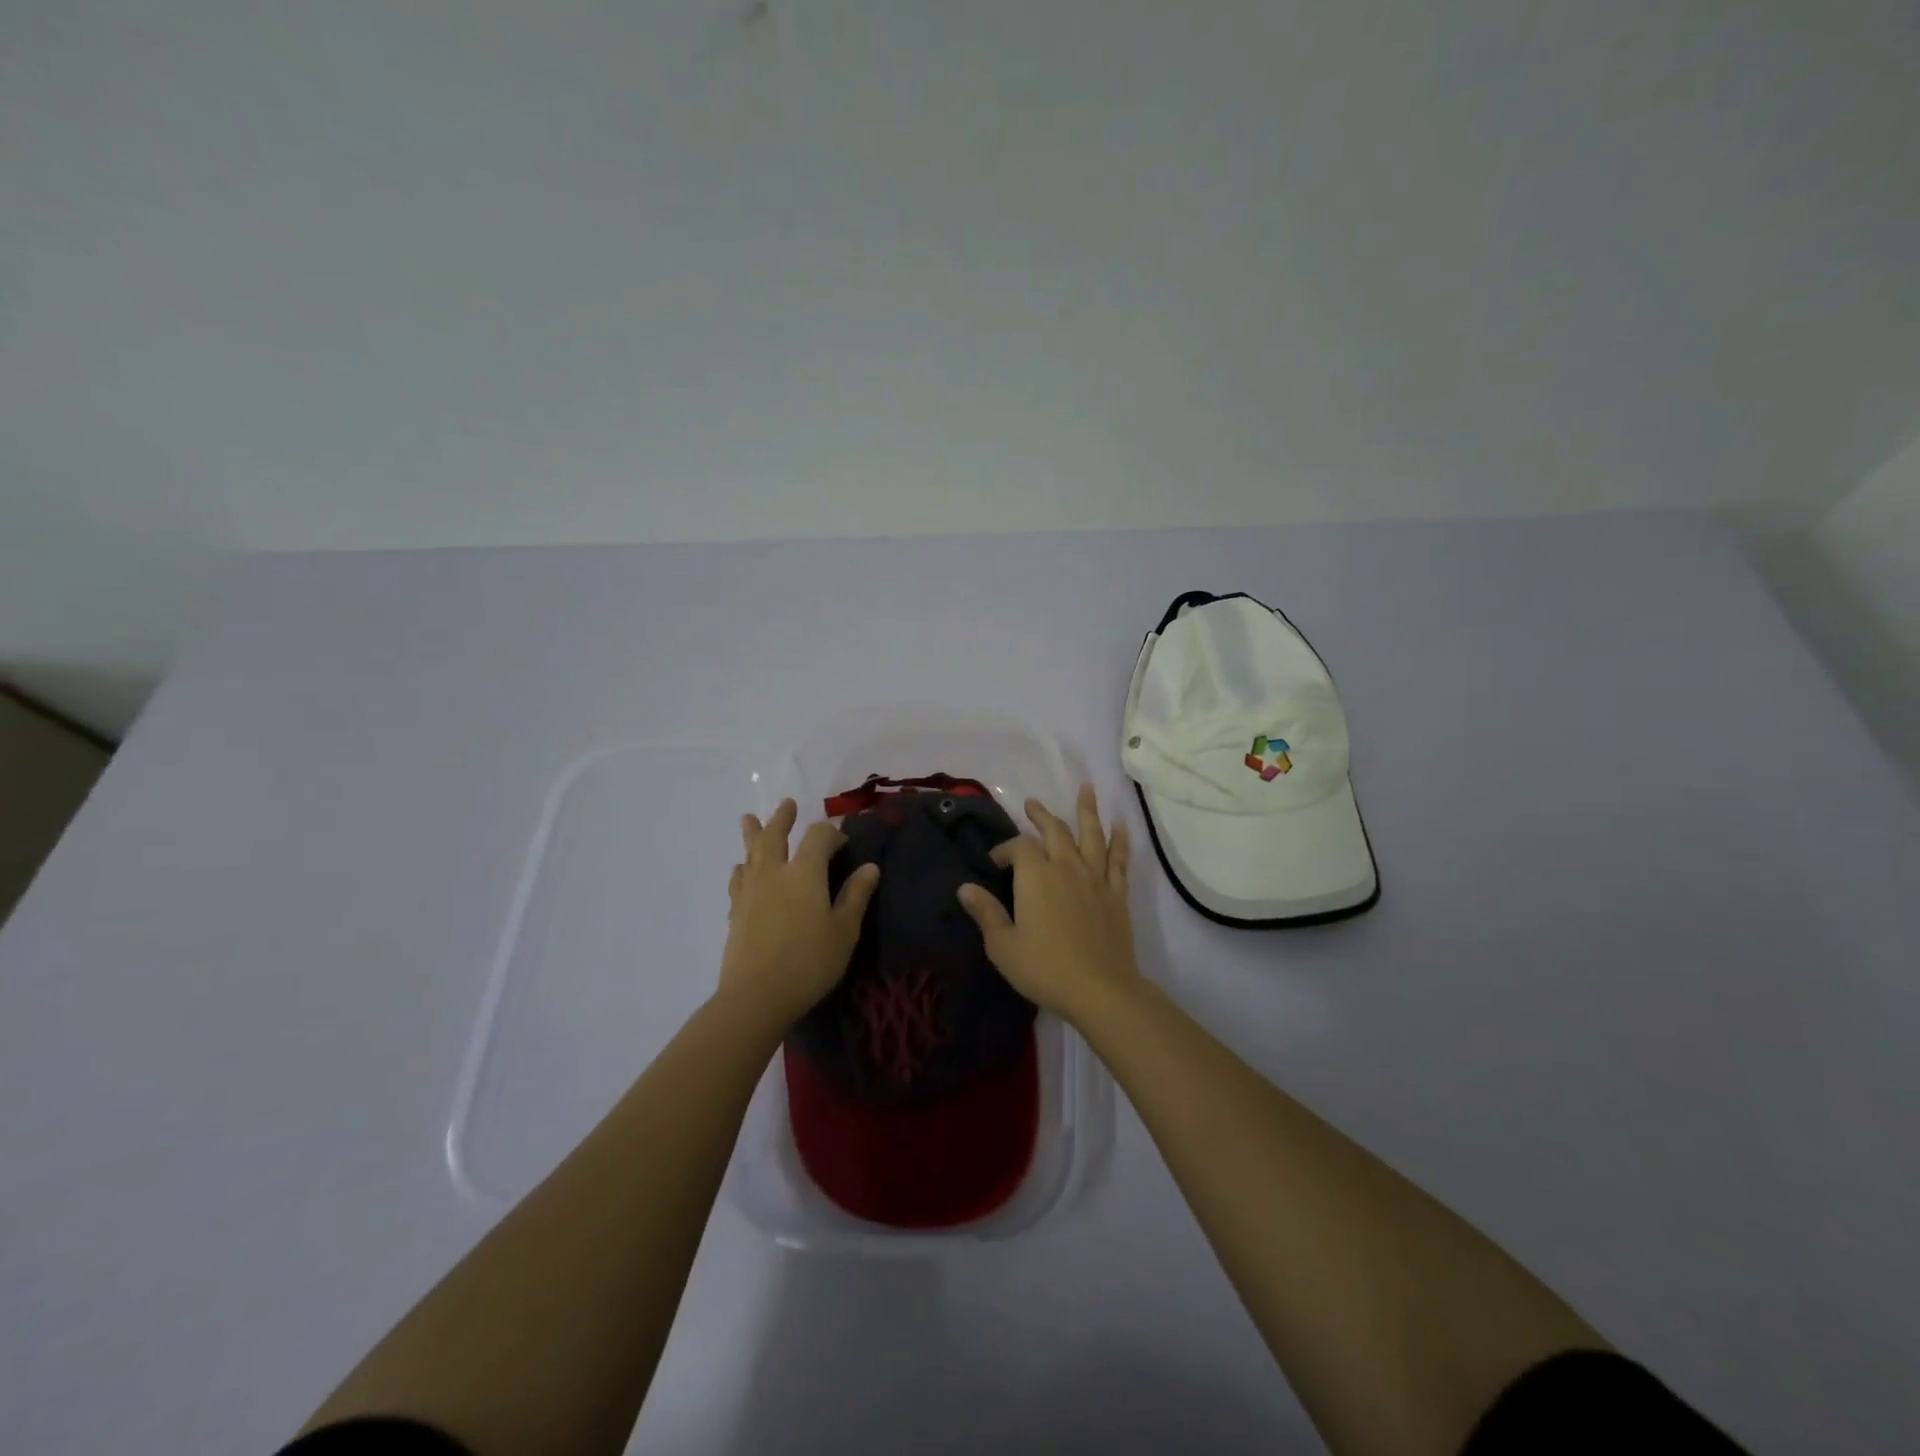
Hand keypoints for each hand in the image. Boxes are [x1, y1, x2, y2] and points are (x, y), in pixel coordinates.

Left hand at [722, 799, 880, 1027]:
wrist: (756, 996)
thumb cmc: (809, 962)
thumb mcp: (844, 931)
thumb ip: (856, 896)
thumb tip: (870, 867)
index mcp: (805, 873)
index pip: (818, 837)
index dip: (831, 833)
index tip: (843, 843)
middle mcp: (774, 873)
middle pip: (775, 835)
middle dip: (783, 818)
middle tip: (788, 804)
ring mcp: (751, 890)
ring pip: (751, 853)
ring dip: (753, 834)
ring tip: (749, 819)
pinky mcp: (736, 911)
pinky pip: (738, 879)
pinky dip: (742, 868)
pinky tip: (741, 869)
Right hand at [956, 784, 1141, 1023]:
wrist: (1100, 989)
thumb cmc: (1044, 968)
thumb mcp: (1003, 945)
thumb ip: (986, 913)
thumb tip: (965, 888)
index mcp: (1035, 875)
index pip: (1018, 847)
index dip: (1005, 849)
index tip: (995, 861)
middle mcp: (1066, 866)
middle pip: (1055, 830)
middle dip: (1042, 815)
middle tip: (1033, 803)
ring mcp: (1095, 877)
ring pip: (1091, 835)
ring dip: (1087, 810)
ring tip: (1087, 788)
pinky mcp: (1116, 893)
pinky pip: (1119, 859)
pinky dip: (1120, 840)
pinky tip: (1121, 827)